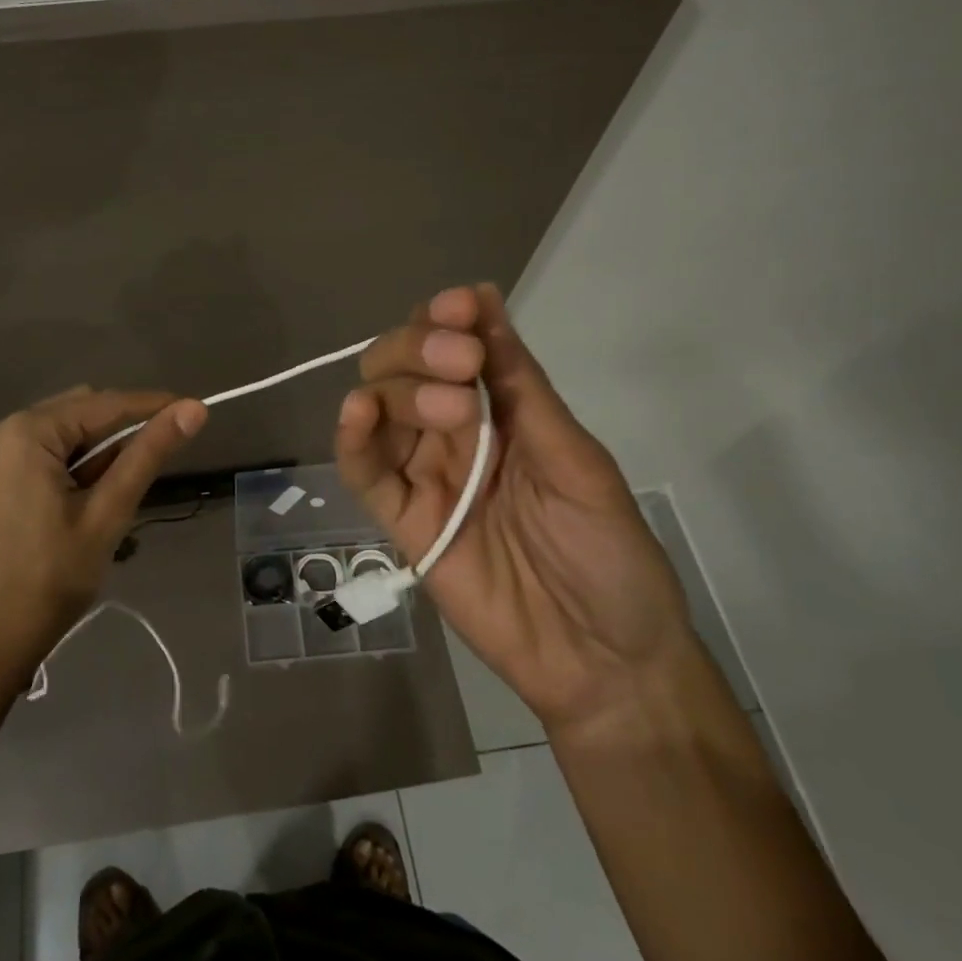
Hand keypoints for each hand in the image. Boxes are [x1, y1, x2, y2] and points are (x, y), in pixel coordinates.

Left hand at [0, 386, 208, 697]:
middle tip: (163, 460)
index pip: (105, 404)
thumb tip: (194, 409)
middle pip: (81, 413)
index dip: (154, 406)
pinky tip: (96, 498)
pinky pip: (46, 456)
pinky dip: (77, 468)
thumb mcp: (105, 516)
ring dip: (101, 453)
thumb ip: (147, 456)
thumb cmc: (45, 582)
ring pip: (65, 436)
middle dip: (124, 431)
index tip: (197, 411)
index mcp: (27, 432)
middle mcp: (4, 431)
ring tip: (128, 490)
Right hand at [335, 283, 693, 734]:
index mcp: (501, 412)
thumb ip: (523, 388)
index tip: (460, 305)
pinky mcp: (400, 520)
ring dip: (399, 388)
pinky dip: (351, 438)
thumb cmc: (610, 555)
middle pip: (403, 368)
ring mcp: (423, 475)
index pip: (454, 346)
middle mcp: (453, 433)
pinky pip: (363, 471)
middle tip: (462, 364)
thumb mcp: (577, 461)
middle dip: (422, 350)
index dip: (449, 319)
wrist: (605, 661)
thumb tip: (486, 299)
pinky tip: (357, 411)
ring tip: (447, 404)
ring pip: (379, 408)